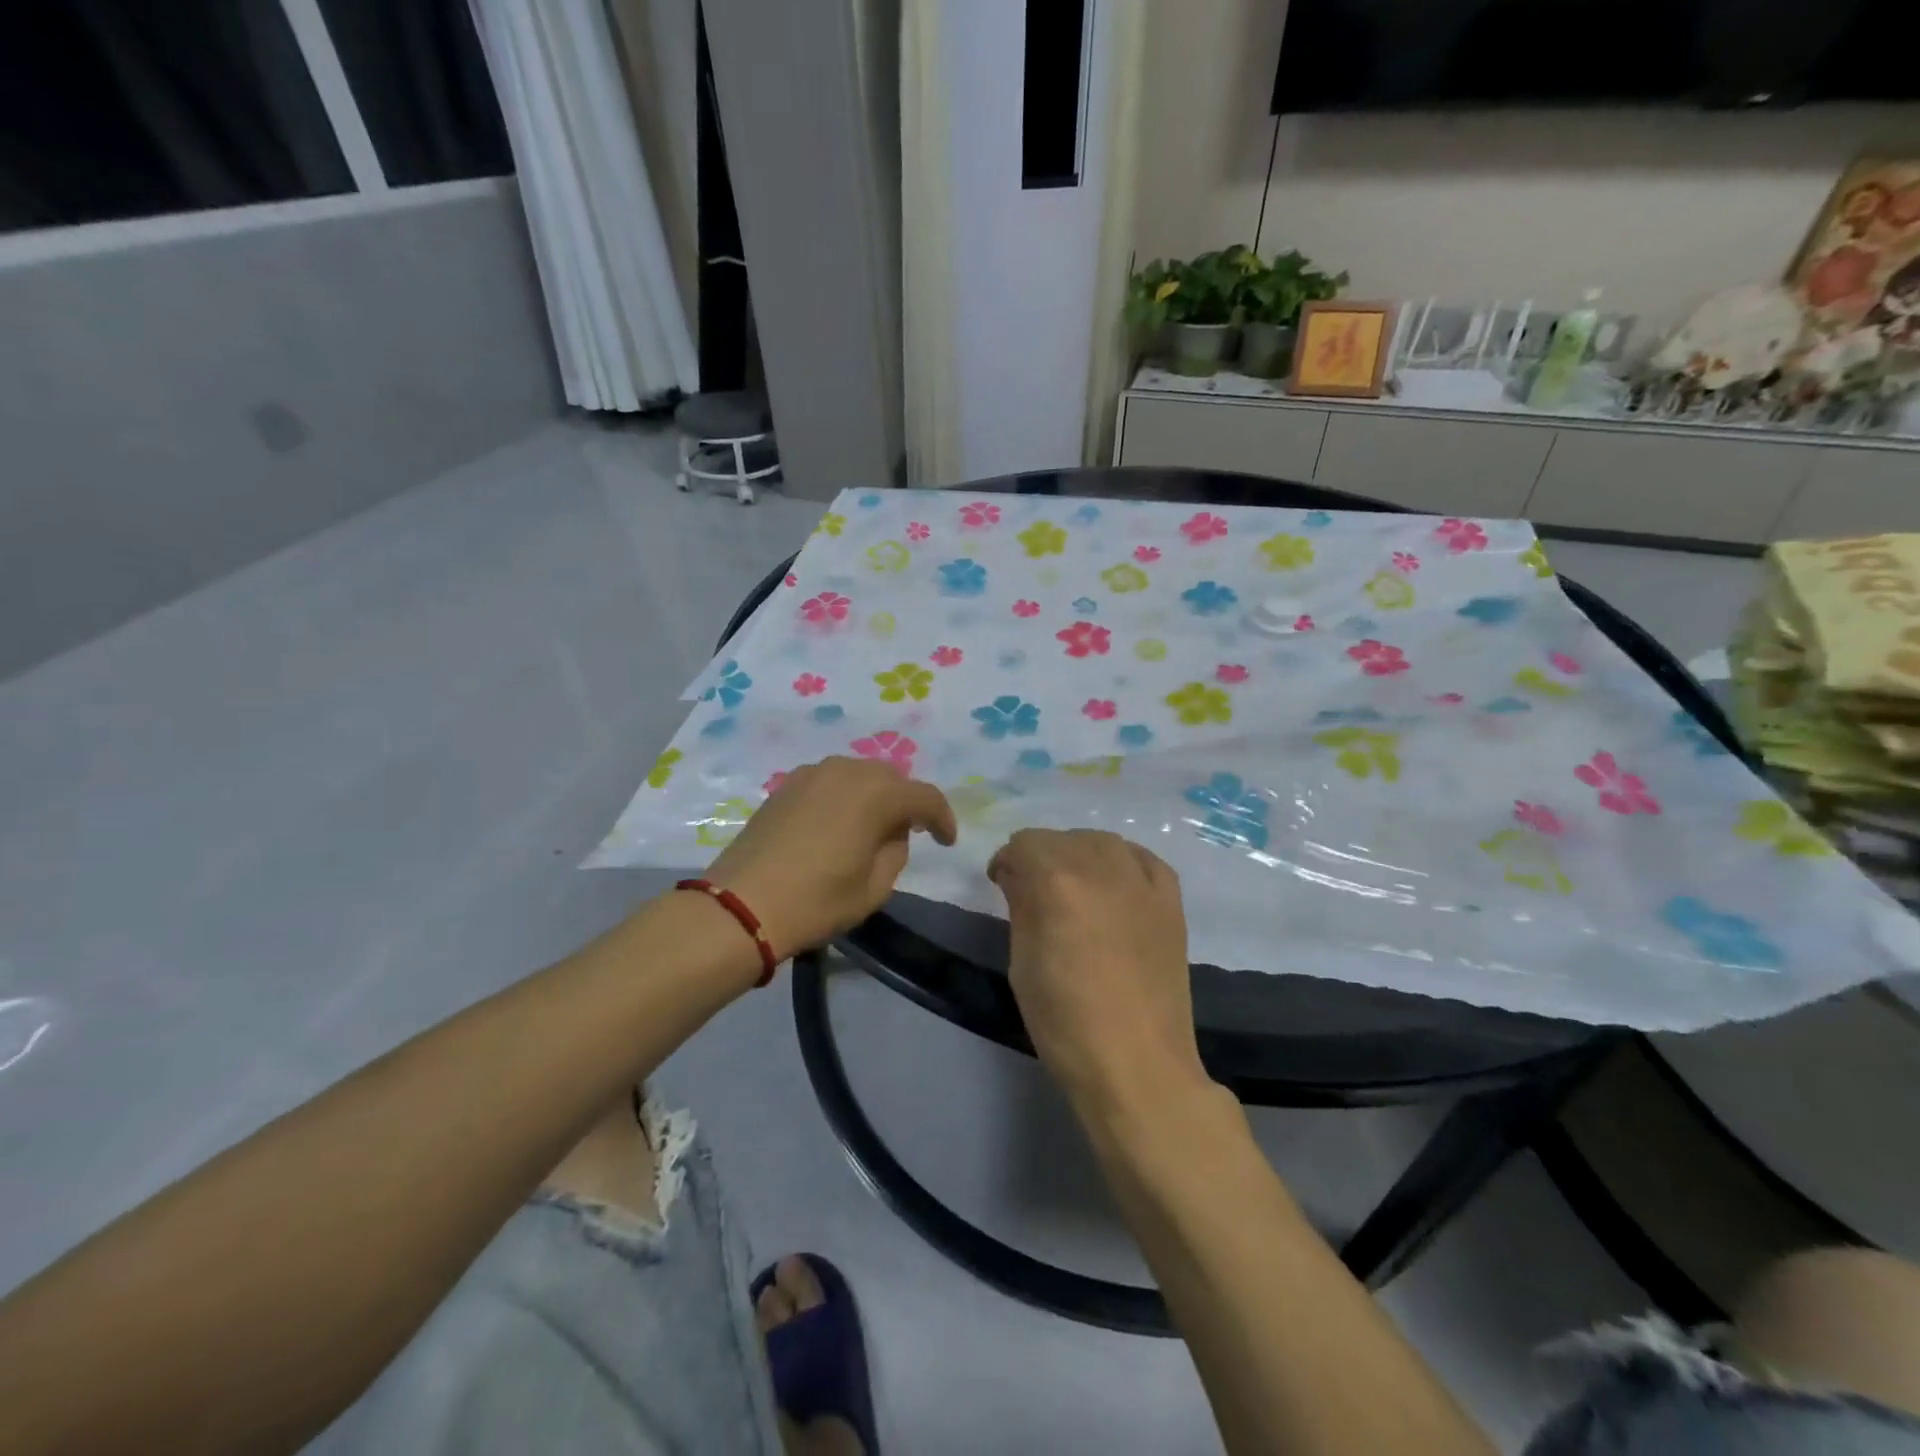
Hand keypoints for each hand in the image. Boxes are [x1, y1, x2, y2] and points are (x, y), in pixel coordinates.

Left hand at [706, 757, 956, 959]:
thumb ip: (896, 852)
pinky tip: (837, 823)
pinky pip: (830, 781)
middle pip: (891, 778)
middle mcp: (847, 771)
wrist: (741, 905)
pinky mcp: (786, 785)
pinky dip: (844, 796)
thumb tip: (892, 833)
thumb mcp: (875, 888)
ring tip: (871, 827)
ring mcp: (813, 773)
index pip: (925, 797)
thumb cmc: (816, 901)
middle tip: (908, 833)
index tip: (946, 842)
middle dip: (906, 802)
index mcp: (876, 794)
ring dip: (873, 796)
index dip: (942, 818)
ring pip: (859, 775)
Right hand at [987, 829, 1208, 1114]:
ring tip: (1074, 887)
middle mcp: (1103, 868)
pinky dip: (1123, 862)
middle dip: (1040, 857)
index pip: (1025, 843)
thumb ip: (1020, 905)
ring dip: (1080, 854)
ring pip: (1103, 842)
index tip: (1002, 885)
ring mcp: (1143, 883)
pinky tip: (1115, 885)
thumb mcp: (1023, 962)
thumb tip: (1017, 875)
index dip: (1008, 861)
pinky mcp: (1171, 901)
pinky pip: (1143, 859)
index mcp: (1058, 882)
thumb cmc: (1065, 1022)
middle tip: (1033, 891)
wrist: (1137, 1065)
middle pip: (1062, 838)